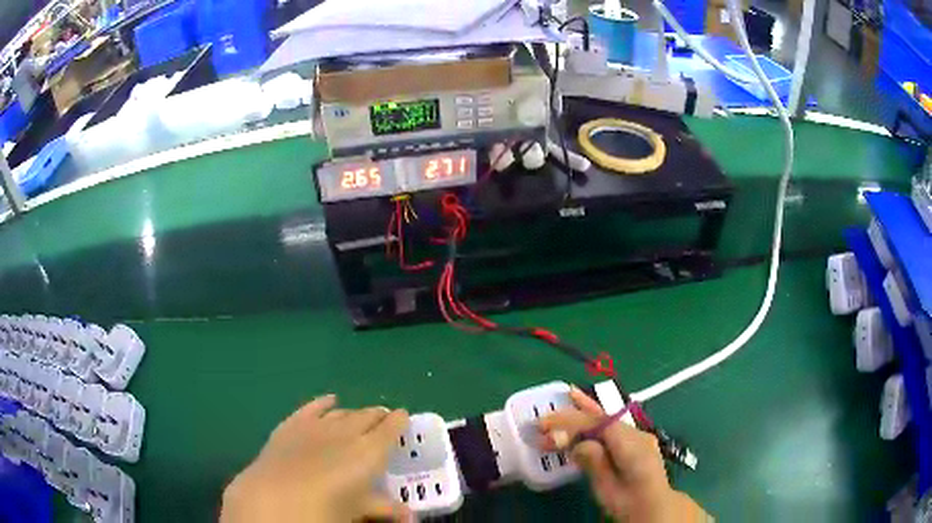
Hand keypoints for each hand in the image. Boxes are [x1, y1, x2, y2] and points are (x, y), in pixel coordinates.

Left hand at [221, 395, 411, 522]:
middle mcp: (347, 430)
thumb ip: (387, 508)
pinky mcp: (294, 423)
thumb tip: (411, 517)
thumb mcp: (361, 510)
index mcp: (370, 450)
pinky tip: (329, 400)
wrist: (278, 496)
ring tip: (359, 417)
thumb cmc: (327, 507)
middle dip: (378, 416)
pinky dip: (323, 403)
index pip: (391, 427)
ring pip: (342, 412)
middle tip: (384, 420)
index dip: (400, 420)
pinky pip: (312, 407)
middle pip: (368, 415)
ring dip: (353, 413)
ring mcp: (318, 424)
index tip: (404, 418)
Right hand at [538, 388, 706, 521]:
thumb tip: (577, 444)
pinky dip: (598, 419)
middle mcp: (637, 434)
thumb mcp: (607, 487)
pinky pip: (614, 427)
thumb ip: (595, 462)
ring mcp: (639, 437)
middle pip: (603, 419)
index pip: (598, 425)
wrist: (653, 508)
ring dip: (587, 412)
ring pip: (609, 420)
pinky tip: (588, 409)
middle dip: (576, 415)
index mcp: (632, 445)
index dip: (571, 422)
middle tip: (547, 415)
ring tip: (571, 395)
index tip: (545, 426)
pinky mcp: (637, 442)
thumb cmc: (628, 502)